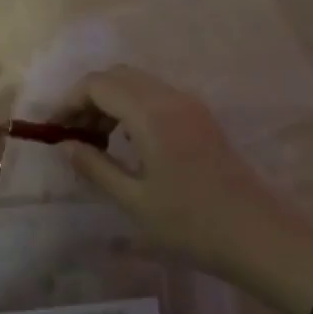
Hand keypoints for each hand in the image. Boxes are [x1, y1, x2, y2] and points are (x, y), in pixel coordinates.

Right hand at [54, 66, 312, 313]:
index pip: (98, 84)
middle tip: (73, 136)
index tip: (52, 130)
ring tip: (95, 143)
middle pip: (118, 76)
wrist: (259, 237)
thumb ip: (95, 167)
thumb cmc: (191, 224)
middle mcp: (171, 98)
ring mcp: (191, 107)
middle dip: (88, 99)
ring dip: (110, 103)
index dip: (68, 101)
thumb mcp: (135, 200)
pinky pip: (156, 98)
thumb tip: (64, 145)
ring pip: (138, 84)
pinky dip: (132, 109)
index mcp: (151, 114)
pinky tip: (127, 144)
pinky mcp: (202, 119)